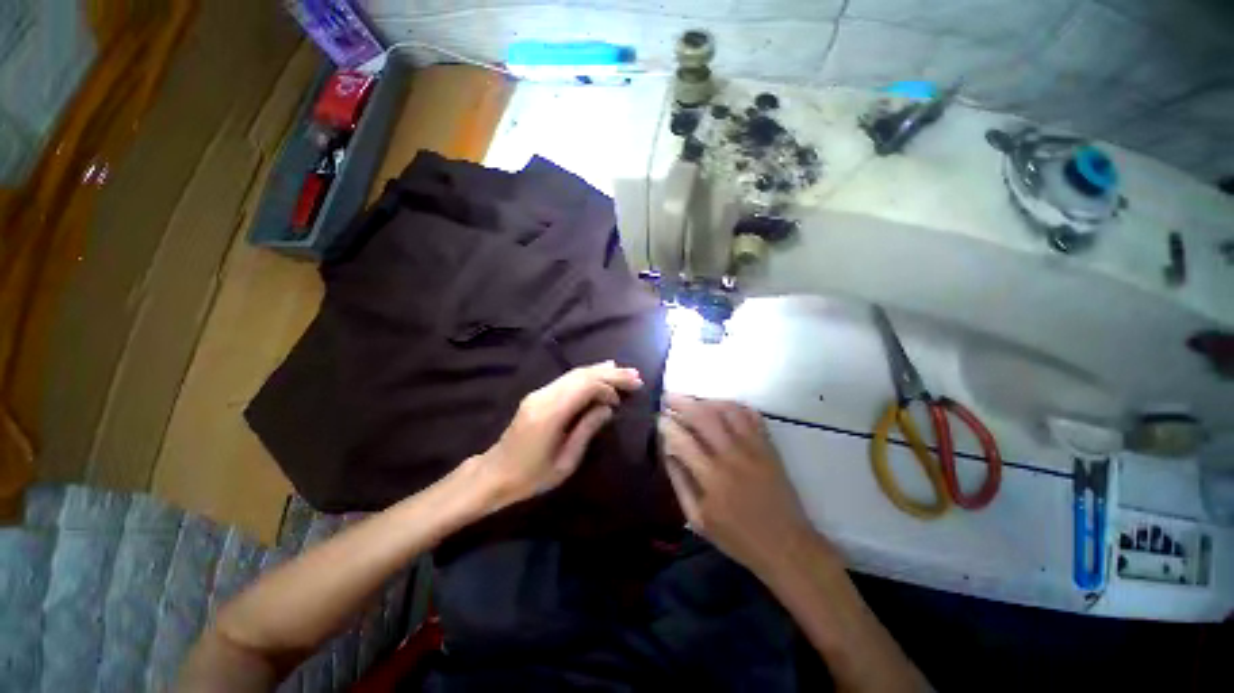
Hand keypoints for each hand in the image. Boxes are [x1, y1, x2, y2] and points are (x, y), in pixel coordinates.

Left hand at [471, 361, 642, 508]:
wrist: (494, 474)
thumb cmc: (531, 477)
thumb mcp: (565, 461)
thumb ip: (587, 430)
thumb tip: (608, 408)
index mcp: (550, 413)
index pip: (585, 387)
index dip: (609, 387)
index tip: (625, 397)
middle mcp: (544, 396)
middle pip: (581, 375)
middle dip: (610, 373)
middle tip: (635, 376)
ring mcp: (539, 393)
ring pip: (574, 374)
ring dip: (600, 371)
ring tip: (624, 372)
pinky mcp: (538, 395)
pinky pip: (567, 379)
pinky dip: (587, 376)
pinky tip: (600, 373)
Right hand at [659, 394, 813, 575]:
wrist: (786, 545)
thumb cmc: (737, 537)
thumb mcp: (698, 520)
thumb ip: (679, 483)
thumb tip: (667, 451)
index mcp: (711, 478)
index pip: (682, 440)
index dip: (666, 425)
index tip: (658, 418)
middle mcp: (732, 456)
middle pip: (703, 417)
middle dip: (681, 402)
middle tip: (668, 397)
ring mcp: (753, 448)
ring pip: (727, 410)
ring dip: (706, 401)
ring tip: (693, 401)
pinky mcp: (769, 446)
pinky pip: (751, 415)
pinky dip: (734, 406)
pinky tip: (721, 407)